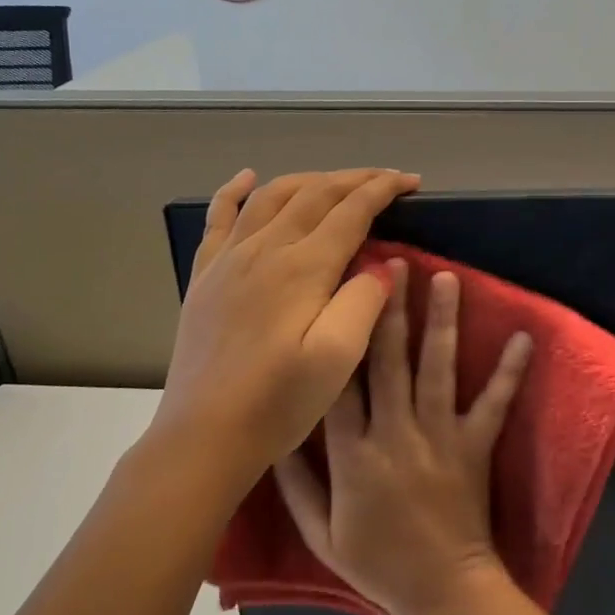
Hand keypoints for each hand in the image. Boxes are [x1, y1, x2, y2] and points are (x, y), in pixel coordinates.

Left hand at [149, 168, 419, 482]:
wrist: (203, 436)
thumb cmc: (277, 403)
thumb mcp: (337, 358)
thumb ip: (364, 301)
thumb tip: (381, 264)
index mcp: (302, 267)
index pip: (350, 209)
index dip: (383, 189)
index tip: (411, 181)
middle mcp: (264, 249)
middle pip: (315, 193)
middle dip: (355, 179)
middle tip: (387, 179)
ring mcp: (229, 259)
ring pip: (273, 196)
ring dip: (310, 179)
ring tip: (337, 181)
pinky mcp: (205, 276)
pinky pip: (218, 218)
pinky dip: (235, 191)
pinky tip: (247, 178)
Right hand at [275, 259, 531, 614]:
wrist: (443, 592)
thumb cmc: (378, 564)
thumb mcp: (321, 534)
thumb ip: (296, 484)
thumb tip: (276, 434)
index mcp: (352, 455)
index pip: (339, 384)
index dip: (338, 335)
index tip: (338, 293)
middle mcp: (394, 434)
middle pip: (388, 361)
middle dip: (389, 309)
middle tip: (392, 262)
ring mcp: (439, 437)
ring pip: (437, 369)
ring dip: (441, 321)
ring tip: (445, 278)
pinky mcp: (475, 446)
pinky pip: (494, 404)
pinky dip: (510, 371)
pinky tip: (525, 336)